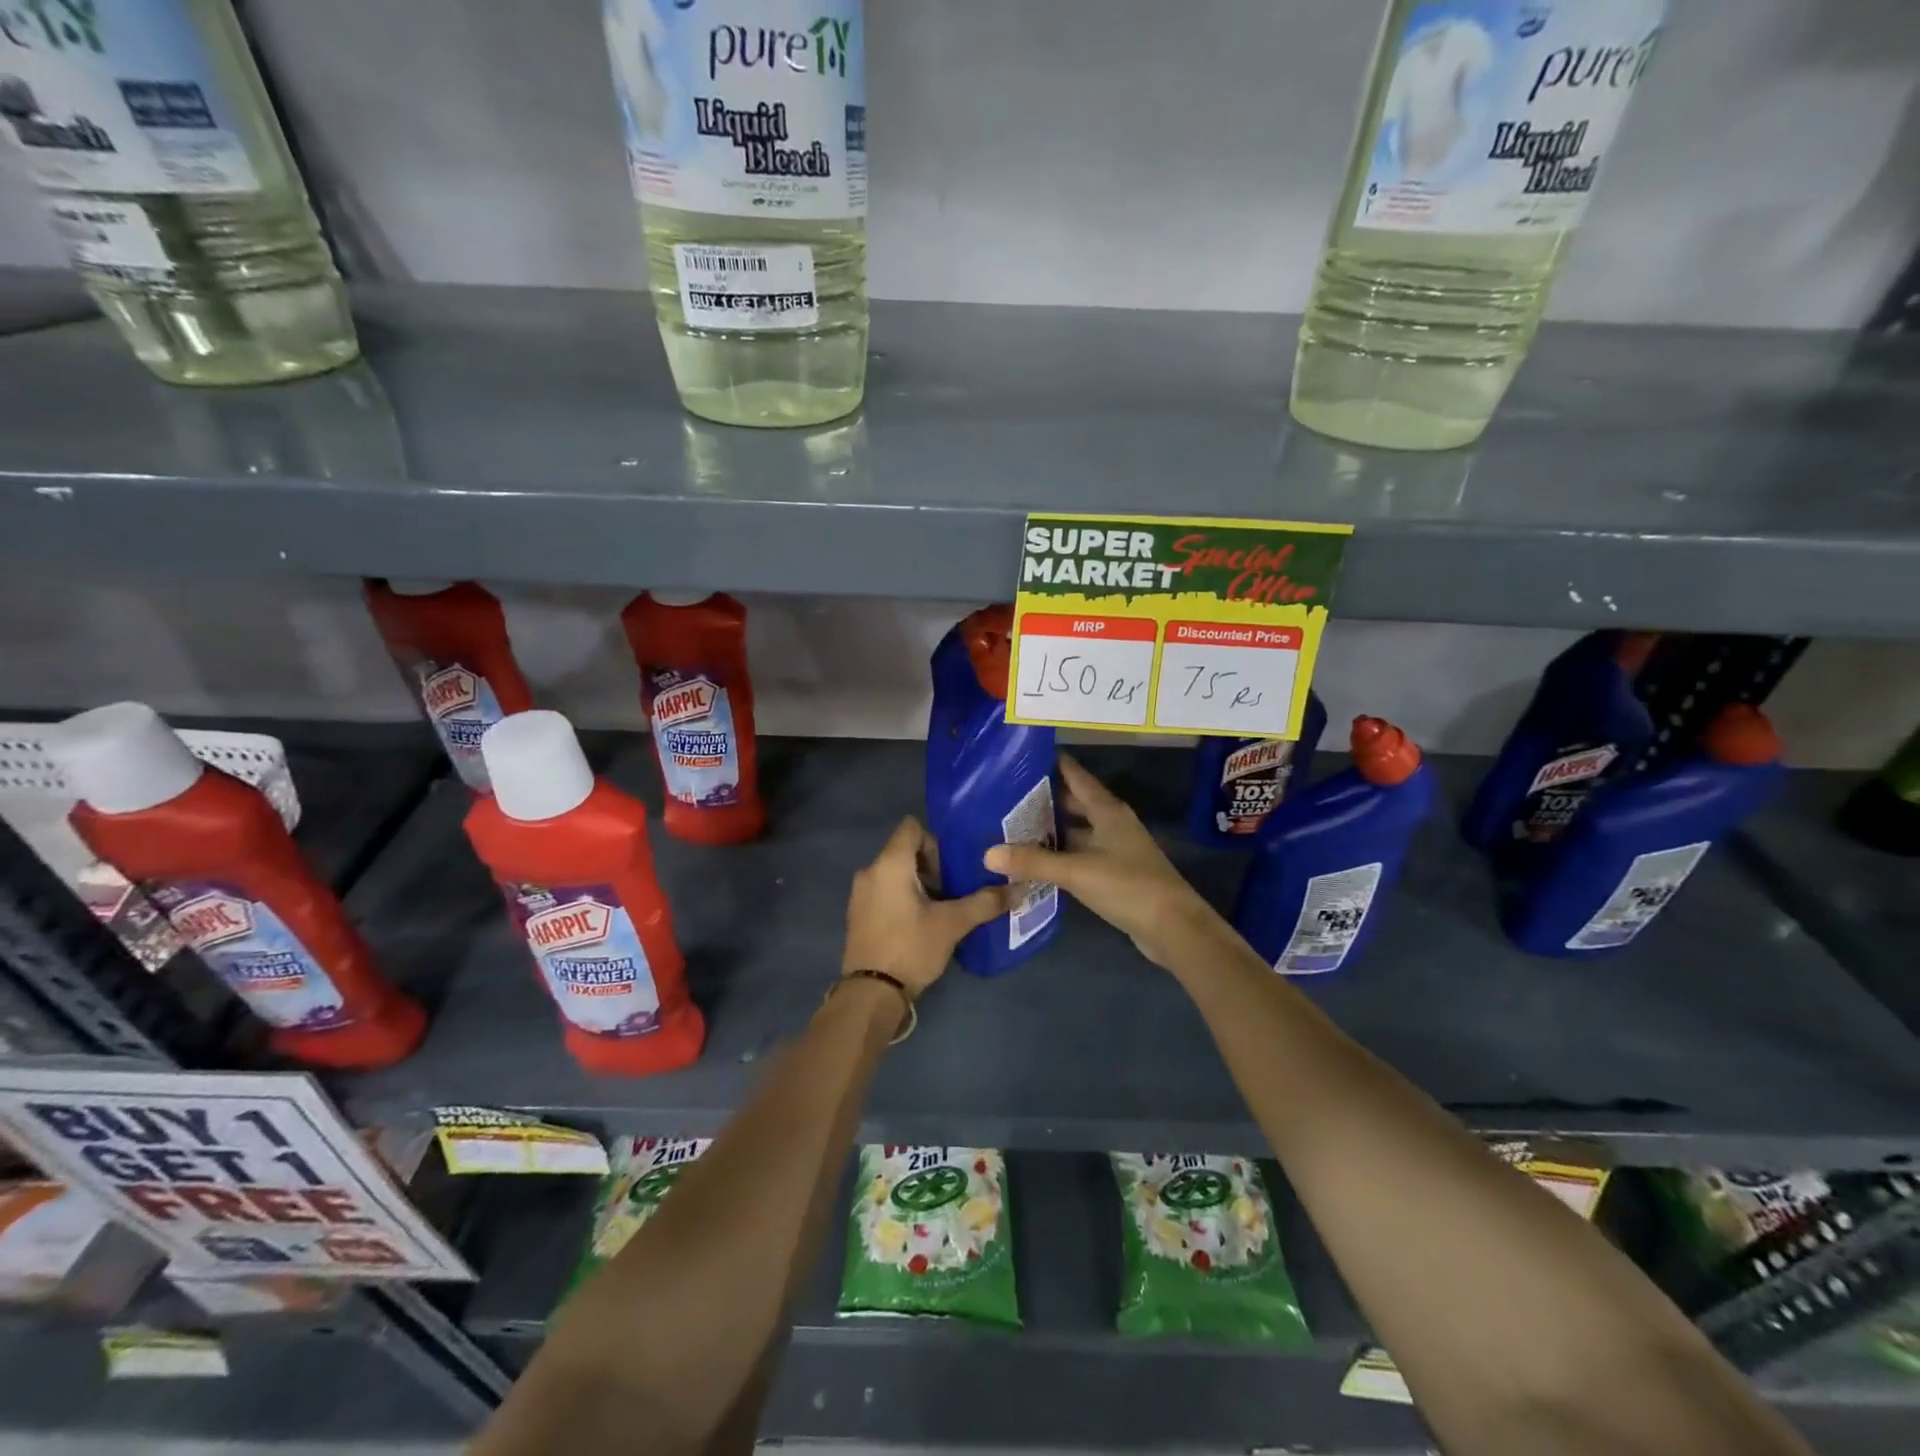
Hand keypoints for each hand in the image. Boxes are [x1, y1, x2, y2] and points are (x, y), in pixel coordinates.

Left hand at [843, 818, 1008, 995]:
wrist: (871, 994)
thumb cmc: (911, 947)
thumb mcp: (953, 924)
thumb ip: (985, 902)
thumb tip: (1020, 888)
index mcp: (889, 863)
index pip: (911, 827)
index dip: (936, 840)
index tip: (953, 866)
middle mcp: (870, 871)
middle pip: (905, 851)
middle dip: (932, 866)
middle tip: (955, 890)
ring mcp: (860, 894)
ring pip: (896, 873)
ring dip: (919, 884)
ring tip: (943, 908)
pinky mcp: (858, 914)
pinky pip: (885, 891)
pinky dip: (904, 898)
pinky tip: (922, 923)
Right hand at [985, 754, 1224, 970]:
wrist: (1173, 927)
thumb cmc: (1127, 885)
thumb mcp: (1076, 871)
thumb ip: (1033, 862)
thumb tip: (988, 853)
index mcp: (1107, 811)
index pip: (1076, 776)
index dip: (1053, 764)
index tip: (1023, 756)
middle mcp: (1112, 824)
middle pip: (1075, 803)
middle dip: (1045, 799)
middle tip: (1007, 796)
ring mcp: (1116, 849)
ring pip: (1077, 831)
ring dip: (1051, 830)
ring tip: (1014, 827)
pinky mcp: (1115, 874)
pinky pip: (1081, 856)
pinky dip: (1060, 855)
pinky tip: (1037, 862)